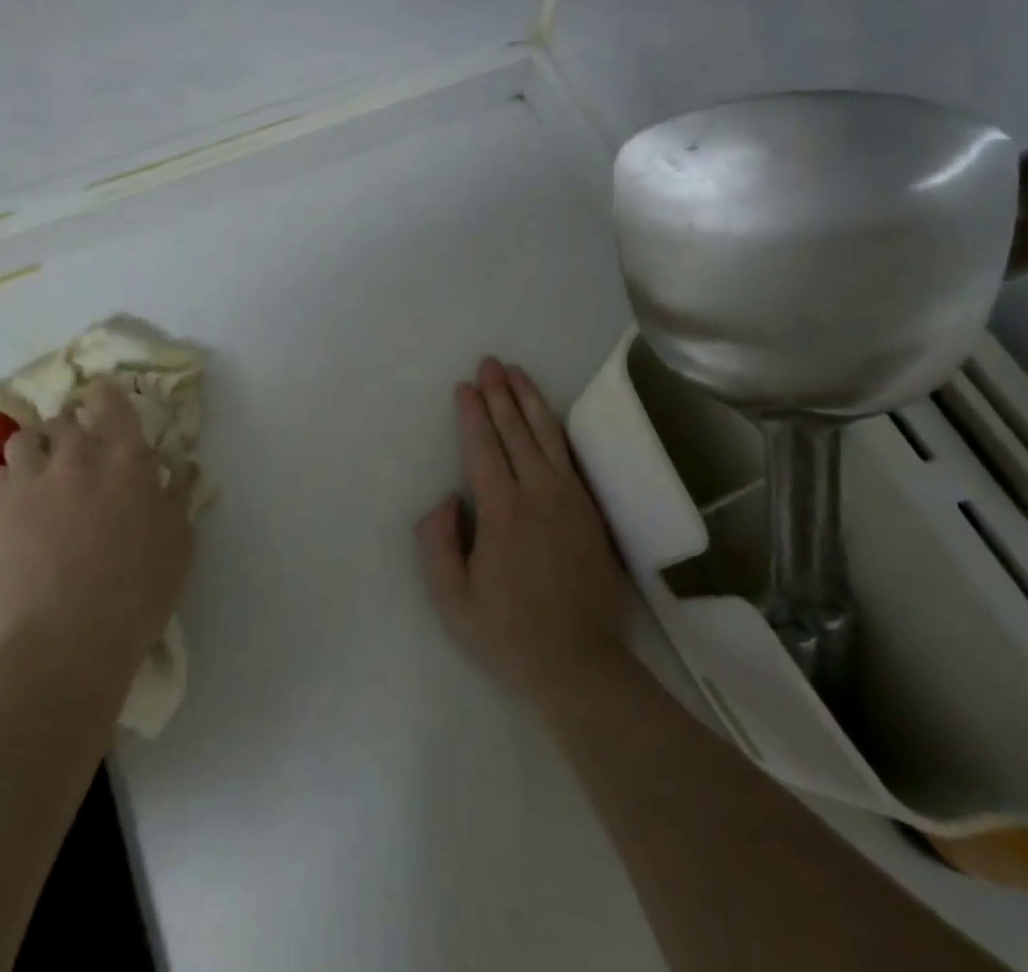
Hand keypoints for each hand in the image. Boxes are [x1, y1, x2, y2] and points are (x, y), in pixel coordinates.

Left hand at [0, 380, 195, 688]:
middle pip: (65, 418)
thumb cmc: (136, 592)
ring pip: (23, 440)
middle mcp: (75, 458)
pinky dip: (8, 479)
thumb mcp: (178, 543)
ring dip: (35, 446)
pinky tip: (16, 500)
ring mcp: (28, 483)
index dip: (108, 394)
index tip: (107, 397)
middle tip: (78, 445)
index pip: (112, 402)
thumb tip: (184, 467)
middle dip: (72, 424)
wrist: (64, 644)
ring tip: (41, 468)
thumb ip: (179, 496)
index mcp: (125, 460)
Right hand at [416, 357, 629, 709]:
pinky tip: (547, 415)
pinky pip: (569, 456)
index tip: (464, 387)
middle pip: (516, 431)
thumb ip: (437, 542)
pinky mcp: (589, 509)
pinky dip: (555, 427)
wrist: (579, 663)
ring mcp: (569, 498)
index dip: (473, 414)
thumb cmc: (508, 633)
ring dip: (530, 400)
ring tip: (517, 372)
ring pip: (548, 435)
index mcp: (502, 511)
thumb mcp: (452, 599)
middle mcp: (538, 493)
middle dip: (500, 393)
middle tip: (489, 363)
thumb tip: (446, 498)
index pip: (483, 448)